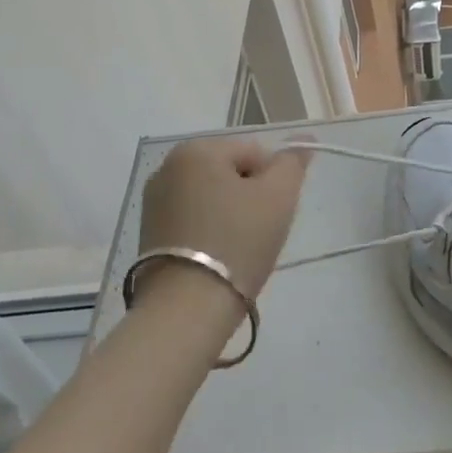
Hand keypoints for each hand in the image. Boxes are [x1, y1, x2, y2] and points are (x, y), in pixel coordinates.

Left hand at [140, 137, 309, 301]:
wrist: (187, 310)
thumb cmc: (237, 242)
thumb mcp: (279, 196)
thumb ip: (293, 163)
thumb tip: (303, 141)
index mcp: (197, 150)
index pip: (254, 153)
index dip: (273, 182)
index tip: (273, 214)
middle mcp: (168, 167)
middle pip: (231, 173)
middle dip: (250, 198)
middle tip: (259, 233)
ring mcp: (154, 202)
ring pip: (212, 198)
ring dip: (230, 216)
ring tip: (238, 250)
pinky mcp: (148, 234)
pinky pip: (193, 220)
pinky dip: (209, 233)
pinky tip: (217, 259)